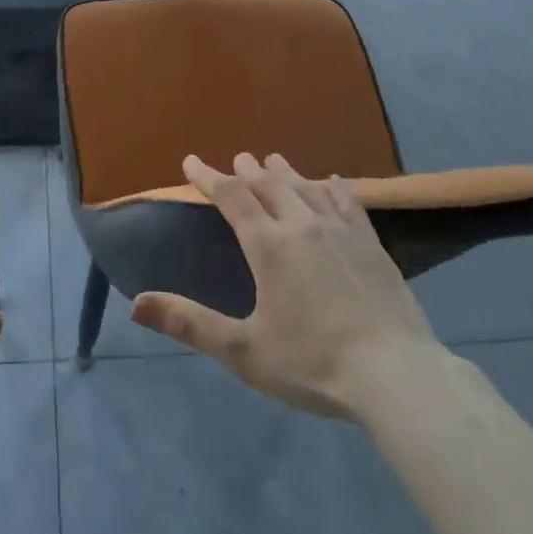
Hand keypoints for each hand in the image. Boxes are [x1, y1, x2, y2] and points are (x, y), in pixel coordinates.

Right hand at [131, 153, 444, 418]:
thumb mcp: (242, 350)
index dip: (208, 177)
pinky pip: (348, 202)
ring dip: (286, 172)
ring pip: (307, 188)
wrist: (396, 375)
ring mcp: (341, 232)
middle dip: (248, 170)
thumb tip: (136, 304)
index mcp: (268, 246)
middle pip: (269, 185)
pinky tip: (333, 182)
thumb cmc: (312, 363)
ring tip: (274, 160)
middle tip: (238, 158)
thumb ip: (189, 323)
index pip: (231, 197)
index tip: (191, 160)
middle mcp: (302, 226)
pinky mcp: (372, 245)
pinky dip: (334, 188)